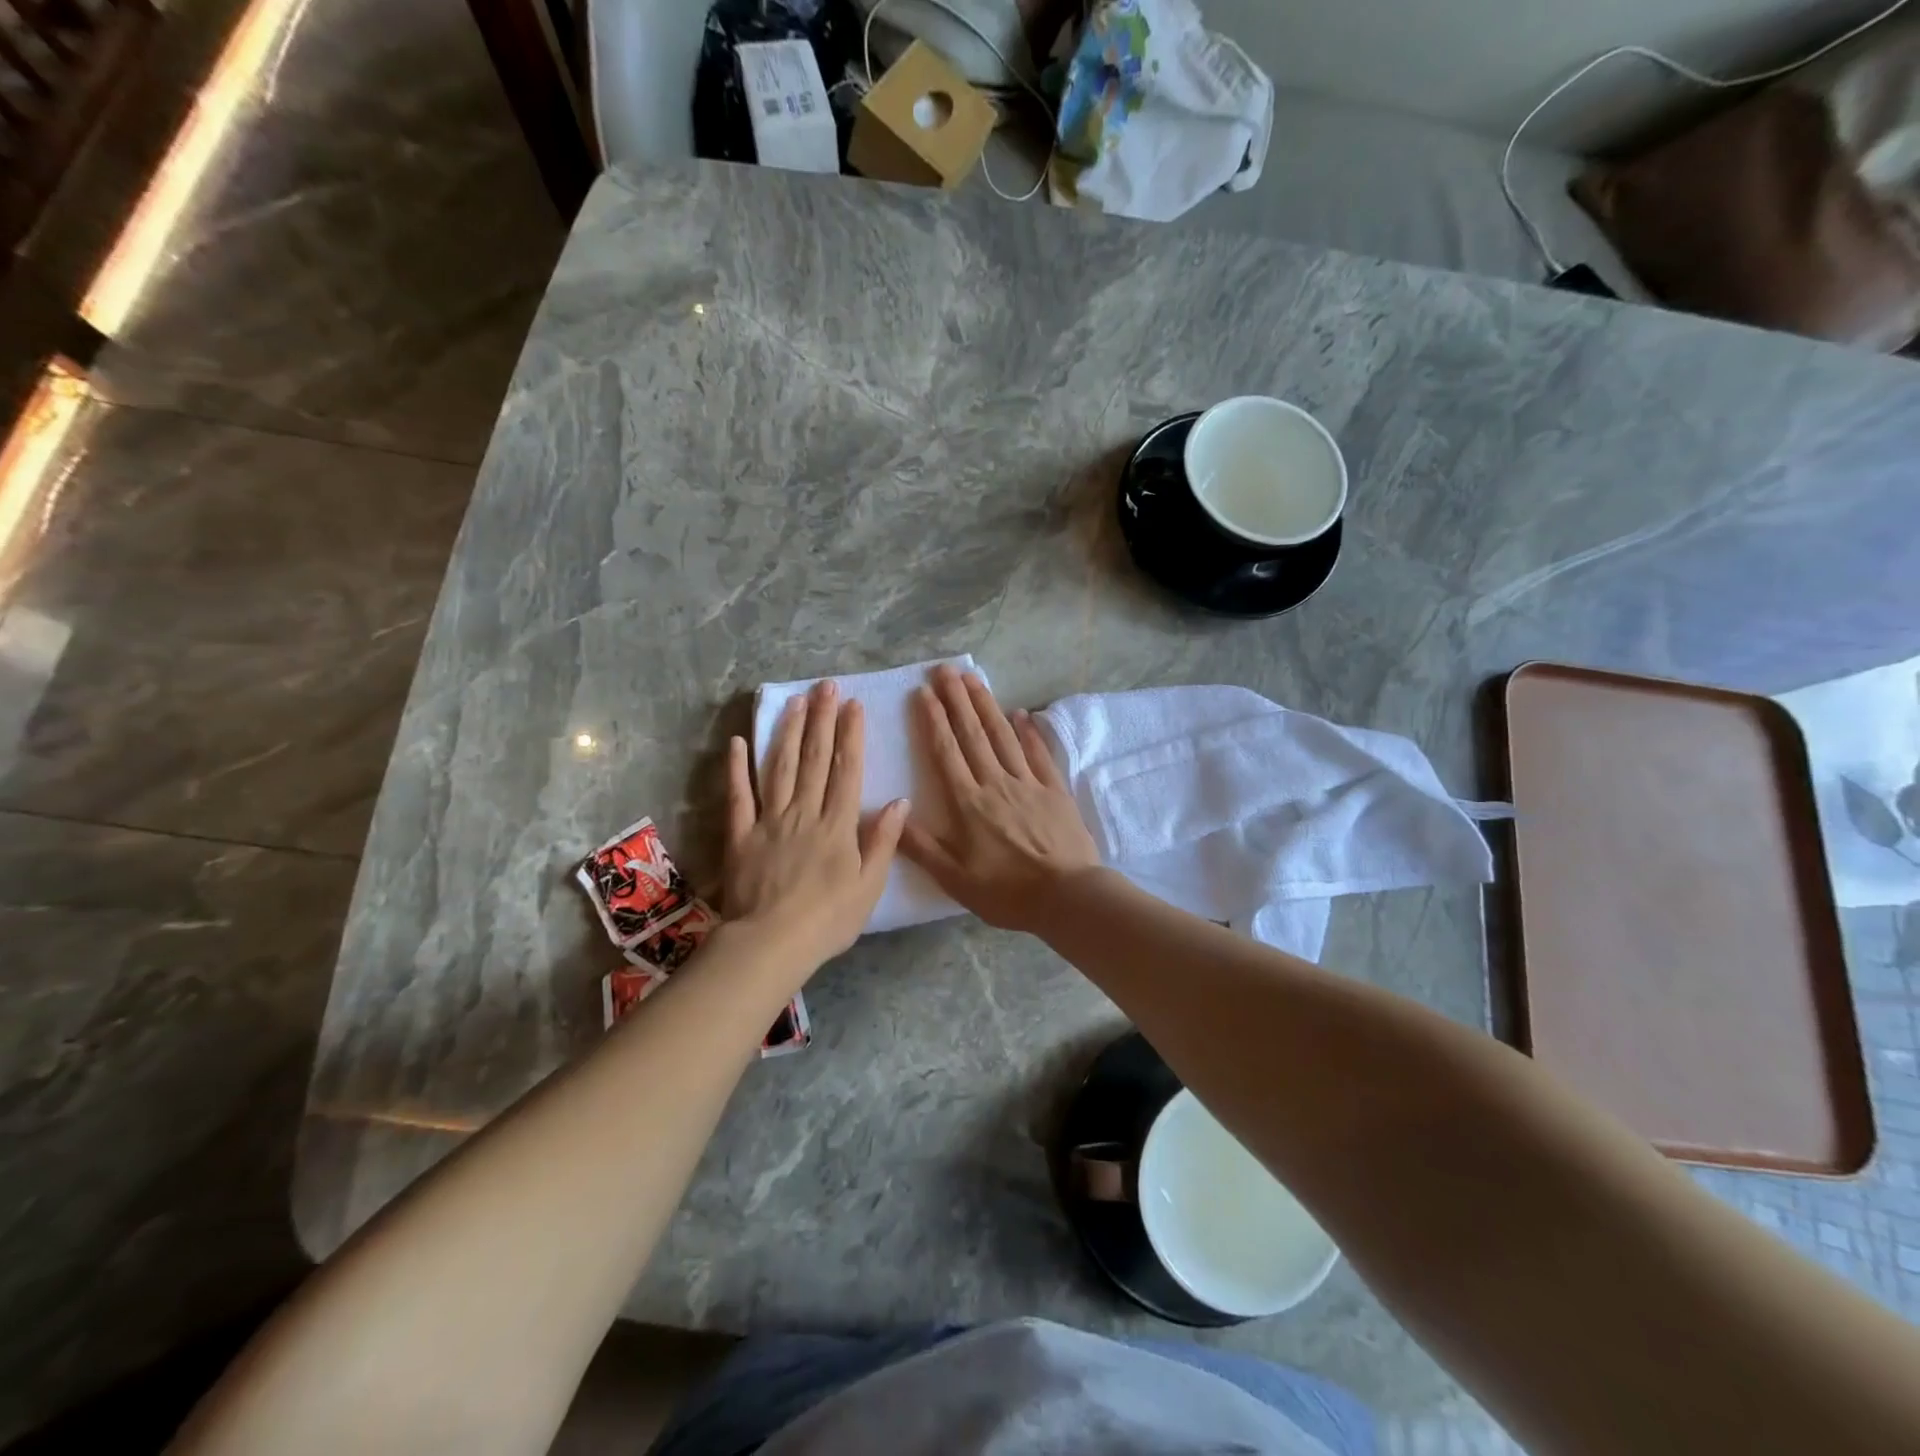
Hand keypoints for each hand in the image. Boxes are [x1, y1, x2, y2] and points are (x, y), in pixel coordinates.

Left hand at [723, 680, 908, 972]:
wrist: (771, 943)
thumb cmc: (828, 919)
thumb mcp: (869, 886)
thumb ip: (883, 841)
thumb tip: (900, 801)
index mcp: (838, 824)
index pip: (846, 770)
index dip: (850, 735)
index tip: (853, 705)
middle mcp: (804, 812)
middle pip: (814, 759)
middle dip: (821, 719)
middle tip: (824, 686)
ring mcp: (769, 820)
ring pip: (779, 767)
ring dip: (787, 731)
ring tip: (794, 701)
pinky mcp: (740, 834)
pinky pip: (738, 796)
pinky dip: (737, 768)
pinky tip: (737, 742)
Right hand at [901, 666, 1099, 931]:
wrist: (1068, 897)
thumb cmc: (1008, 892)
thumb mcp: (955, 879)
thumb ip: (922, 847)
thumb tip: (892, 814)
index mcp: (969, 803)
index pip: (946, 752)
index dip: (934, 720)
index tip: (924, 692)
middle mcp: (996, 783)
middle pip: (973, 734)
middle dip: (957, 699)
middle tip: (945, 669)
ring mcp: (1028, 783)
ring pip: (1003, 736)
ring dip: (987, 705)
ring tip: (973, 679)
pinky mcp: (1054, 790)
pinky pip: (1038, 754)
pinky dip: (1029, 732)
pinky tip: (1021, 713)